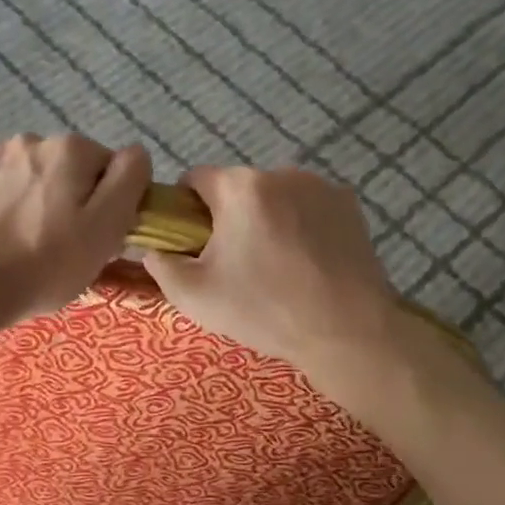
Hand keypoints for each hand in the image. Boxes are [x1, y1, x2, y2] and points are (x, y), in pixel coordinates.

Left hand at [0, 133, 151, 331]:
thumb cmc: (42, 266)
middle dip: (67, 196)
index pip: (108, 167)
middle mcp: (29, 140)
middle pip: (65, 167)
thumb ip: (128, 182)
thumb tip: (136, 153)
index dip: (107, 202)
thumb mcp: (104, 231)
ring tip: (19, 240)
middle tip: (58, 243)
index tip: (94, 235)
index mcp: (70, 150)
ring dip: (30, 196)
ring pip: (26, 173)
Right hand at [142, 166, 404, 380]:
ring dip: (266, 219)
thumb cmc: (265, 311)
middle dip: (229, 217)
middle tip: (235, 264)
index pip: (195, 179)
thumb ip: (161, 264)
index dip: (186, 210)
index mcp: (240, 187)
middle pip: (237, 188)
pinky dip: (300, 224)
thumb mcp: (194, 296)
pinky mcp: (349, 203)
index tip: (194, 244)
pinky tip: (307, 262)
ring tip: (276, 266)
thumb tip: (155, 248)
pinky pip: (307, 206)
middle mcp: (281, 172)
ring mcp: (320, 186)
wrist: (346, 332)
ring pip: (274, 197)